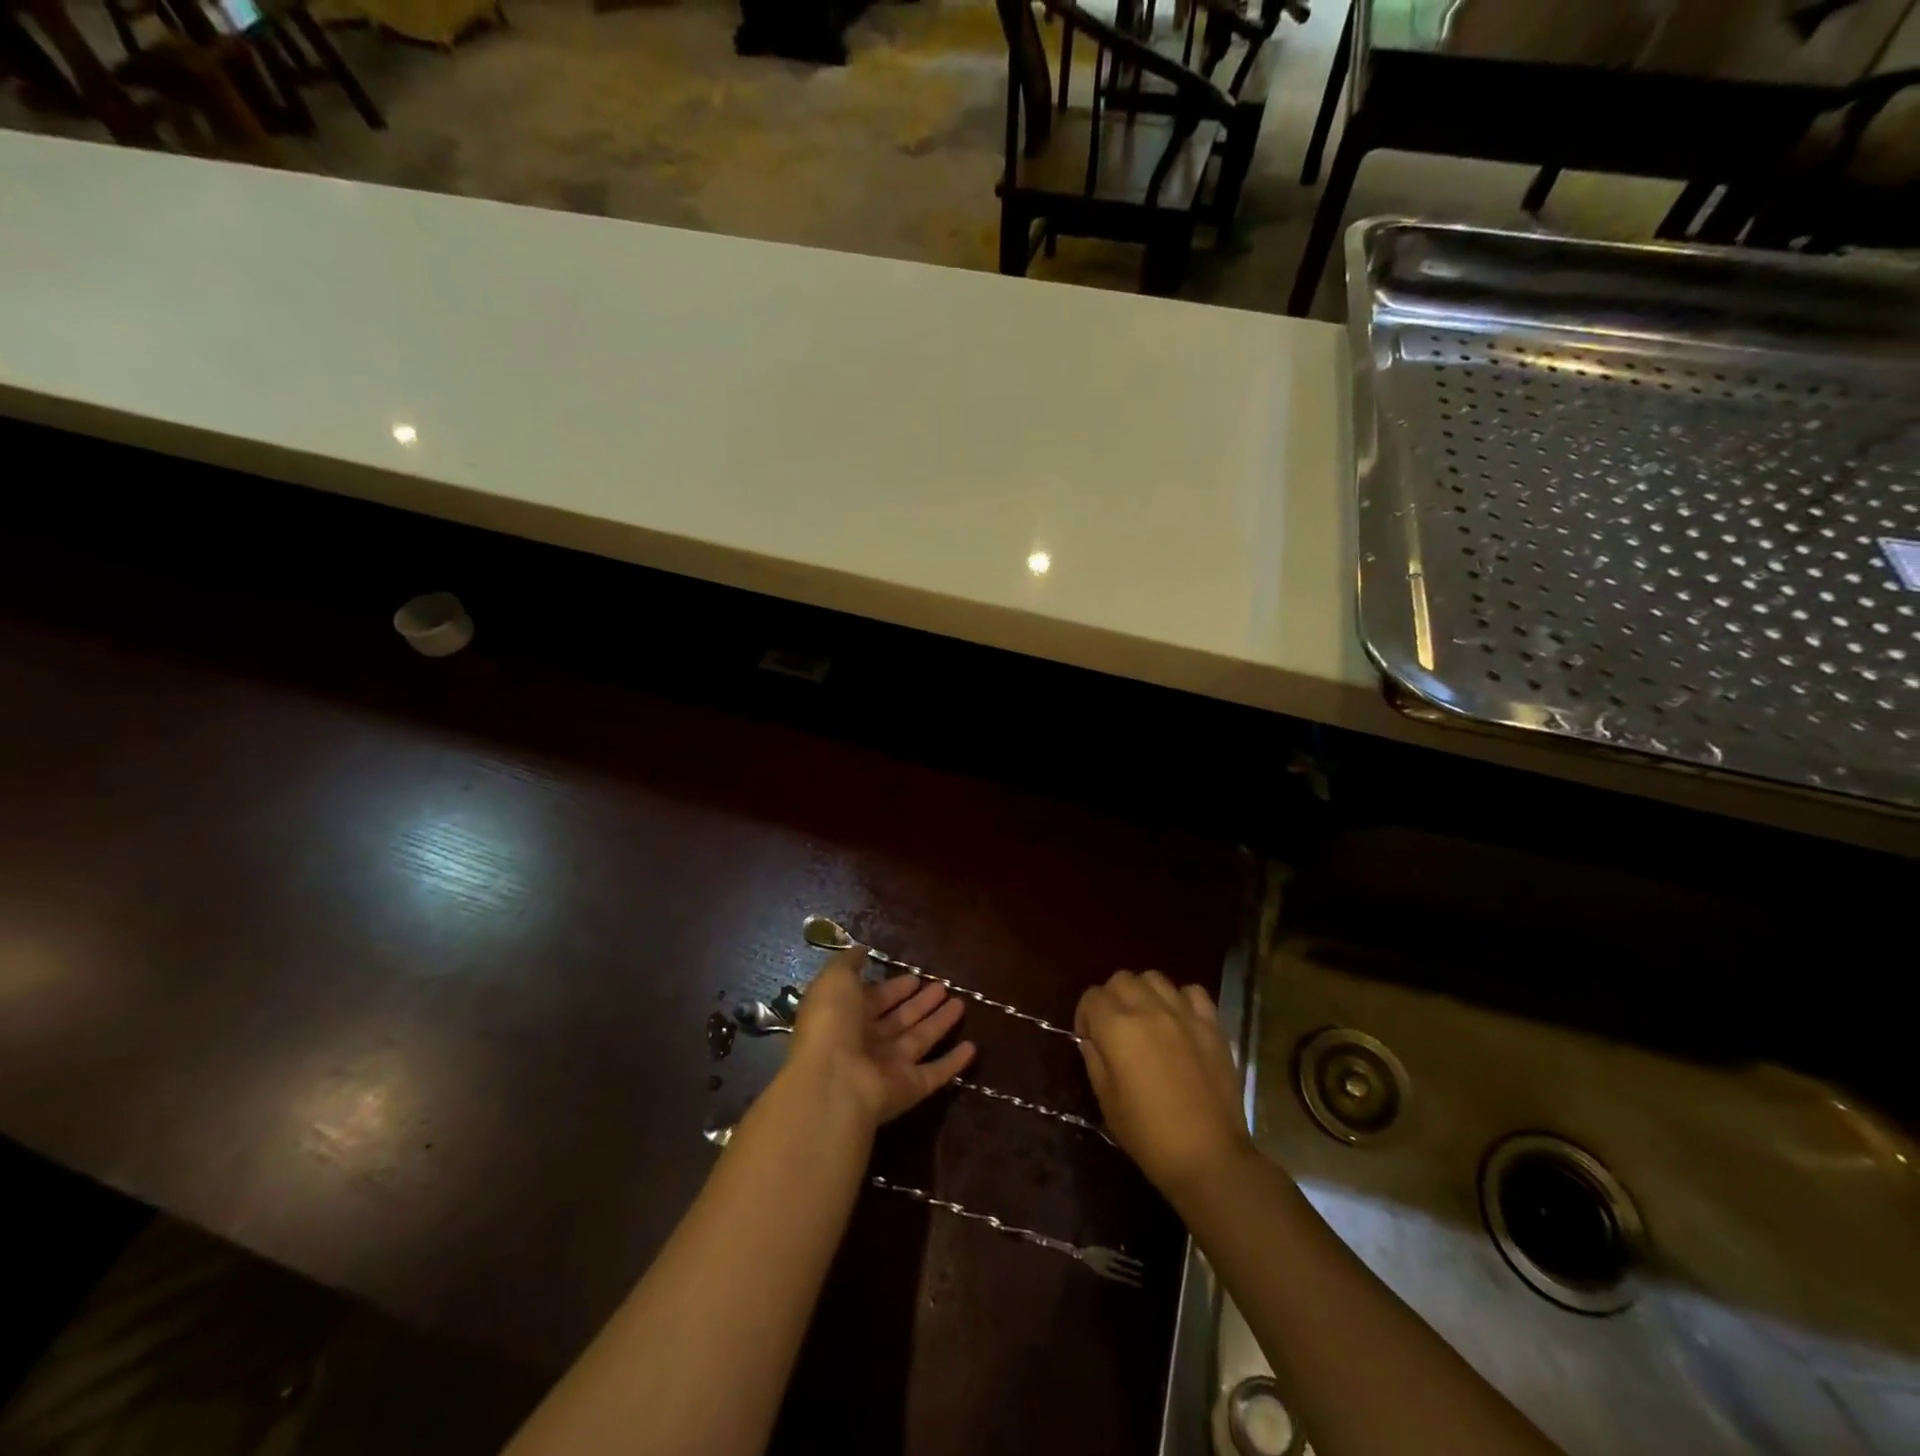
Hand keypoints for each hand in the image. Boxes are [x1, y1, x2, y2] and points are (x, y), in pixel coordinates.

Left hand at [789, 951, 975, 1127]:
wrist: (834, 1082)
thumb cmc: (832, 1024)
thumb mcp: (835, 979)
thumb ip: (849, 963)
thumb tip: (862, 950)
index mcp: (846, 1017)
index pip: (874, 1000)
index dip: (894, 988)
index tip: (915, 976)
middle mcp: (867, 1043)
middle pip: (900, 1019)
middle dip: (920, 1003)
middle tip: (943, 987)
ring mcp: (889, 1067)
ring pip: (920, 1040)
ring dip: (939, 1023)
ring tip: (961, 1003)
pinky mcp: (909, 1089)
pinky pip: (935, 1073)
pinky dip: (953, 1062)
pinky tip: (972, 1048)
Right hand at [1075, 970, 1253, 1196]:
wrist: (1208, 1156)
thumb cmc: (1148, 1135)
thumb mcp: (1106, 1100)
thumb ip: (1094, 1059)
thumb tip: (1091, 1038)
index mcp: (1117, 1028)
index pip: (1091, 997)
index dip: (1085, 1015)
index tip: (1090, 1039)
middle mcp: (1148, 1009)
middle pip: (1121, 979)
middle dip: (1112, 998)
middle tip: (1116, 1028)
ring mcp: (1184, 1014)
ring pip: (1155, 978)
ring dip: (1144, 993)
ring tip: (1148, 1020)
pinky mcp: (1212, 1025)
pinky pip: (1192, 992)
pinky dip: (1181, 999)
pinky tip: (1180, 1021)